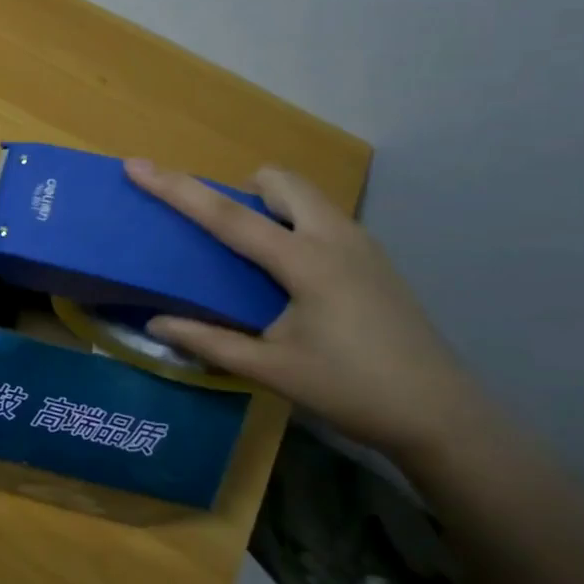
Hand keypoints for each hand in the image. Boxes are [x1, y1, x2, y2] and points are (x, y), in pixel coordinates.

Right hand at [125, 160, 486, 462]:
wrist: (446, 418)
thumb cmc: (354, 391)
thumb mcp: (272, 370)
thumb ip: (209, 342)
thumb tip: (155, 324)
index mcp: (306, 261)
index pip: (227, 215)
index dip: (177, 189)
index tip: (137, 165)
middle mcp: (336, 238)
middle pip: (279, 181)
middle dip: (241, 189)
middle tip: (222, 232)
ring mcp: (362, 246)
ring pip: (306, 195)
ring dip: (270, 205)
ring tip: (252, 254)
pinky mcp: (375, 260)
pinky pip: (322, 217)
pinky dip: (294, 223)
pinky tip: (290, 276)